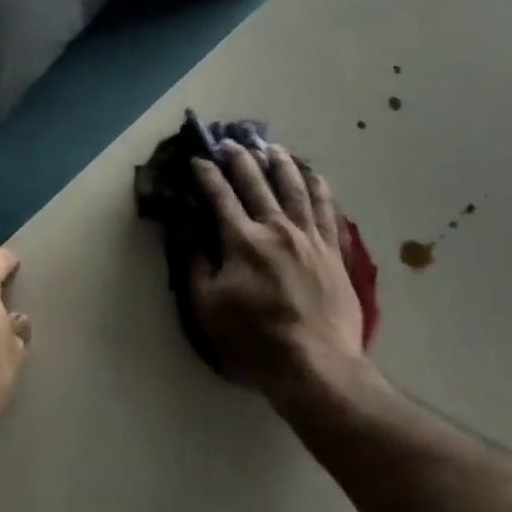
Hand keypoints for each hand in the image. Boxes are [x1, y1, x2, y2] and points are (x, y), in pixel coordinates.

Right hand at [189, 143, 370, 414]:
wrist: (317, 368)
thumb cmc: (254, 342)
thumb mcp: (208, 307)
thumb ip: (192, 259)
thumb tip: (178, 221)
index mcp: (242, 239)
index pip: (219, 195)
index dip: (206, 175)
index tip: (197, 159)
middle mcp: (276, 227)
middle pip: (256, 182)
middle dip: (239, 159)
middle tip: (230, 143)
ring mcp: (309, 237)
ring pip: (294, 188)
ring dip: (281, 163)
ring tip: (273, 147)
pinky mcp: (333, 252)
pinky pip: (326, 210)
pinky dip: (319, 188)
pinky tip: (315, 176)